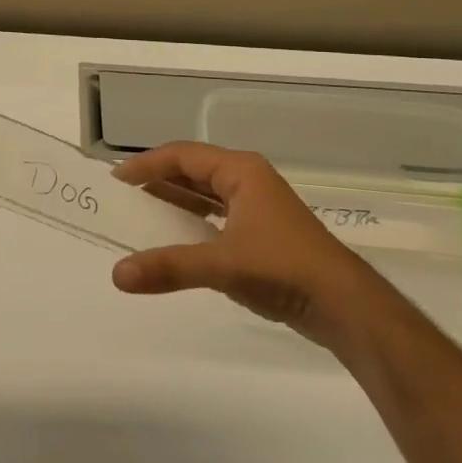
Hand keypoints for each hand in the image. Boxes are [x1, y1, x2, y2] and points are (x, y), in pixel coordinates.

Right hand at [110, 141, 376, 351]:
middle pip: (192, 172)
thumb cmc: (283, 269)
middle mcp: (248, 180)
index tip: (115, 181)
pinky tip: (176, 242)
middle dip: (158, 183)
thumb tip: (117, 274)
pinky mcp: (263, 234)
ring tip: (141, 217)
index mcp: (240, 171)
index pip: (182, 155)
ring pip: (205, 195)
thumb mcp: (221, 265)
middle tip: (123, 200)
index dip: (146, 164)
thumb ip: (168, 267)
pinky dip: (192, 224)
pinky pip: (216, 217)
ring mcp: (257, 207)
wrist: (346, 306)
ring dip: (175, 204)